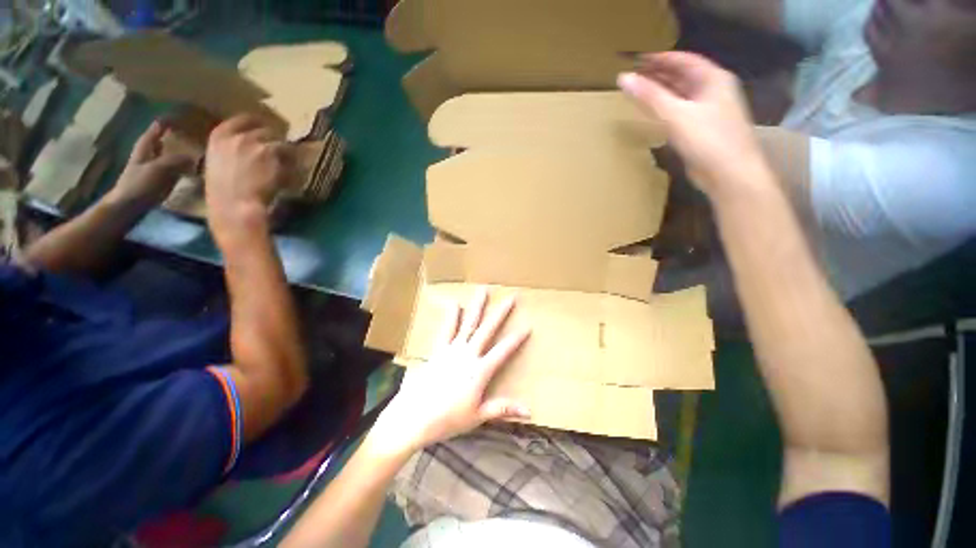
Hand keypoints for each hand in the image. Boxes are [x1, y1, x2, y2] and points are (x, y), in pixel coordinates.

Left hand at [105, 121, 193, 210]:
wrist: (127, 207)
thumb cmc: (140, 185)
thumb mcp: (159, 169)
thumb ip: (177, 160)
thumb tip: (195, 157)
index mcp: (145, 148)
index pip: (155, 131)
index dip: (164, 124)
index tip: (176, 117)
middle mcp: (147, 156)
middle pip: (160, 143)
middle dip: (172, 138)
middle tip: (188, 134)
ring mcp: (151, 170)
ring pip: (167, 157)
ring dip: (178, 154)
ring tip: (193, 153)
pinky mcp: (156, 183)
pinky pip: (172, 171)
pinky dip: (180, 169)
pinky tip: (189, 172)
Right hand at [204, 114, 292, 233]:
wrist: (236, 206)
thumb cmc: (224, 194)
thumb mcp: (219, 164)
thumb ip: (232, 151)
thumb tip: (250, 148)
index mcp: (219, 136)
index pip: (244, 119)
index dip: (259, 124)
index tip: (268, 131)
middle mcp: (238, 135)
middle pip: (266, 130)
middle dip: (276, 140)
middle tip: (283, 153)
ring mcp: (257, 143)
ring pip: (281, 142)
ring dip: (287, 153)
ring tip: (290, 165)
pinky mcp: (274, 153)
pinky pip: (291, 155)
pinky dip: (295, 164)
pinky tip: (294, 174)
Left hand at [371, 288, 531, 455]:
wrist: (414, 418)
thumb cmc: (448, 419)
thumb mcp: (478, 415)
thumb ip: (502, 408)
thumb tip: (529, 411)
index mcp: (479, 370)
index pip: (503, 351)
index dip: (516, 339)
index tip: (527, 326)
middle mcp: (468, 354)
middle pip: (487, 329)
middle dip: (500, 313)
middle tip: (511, 298)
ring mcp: (452, 349)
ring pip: (468, 323)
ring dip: (477, 306)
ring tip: (483, 290)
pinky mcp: (439, 350)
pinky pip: (447, 329)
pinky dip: (452, 316)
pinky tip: (454, 304)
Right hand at [618, 52, 766, 197]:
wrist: (730, 173)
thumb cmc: (708, 139)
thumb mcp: (676, 114)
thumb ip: (650, 96)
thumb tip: (624, 78)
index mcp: (713, 79)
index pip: (683, 60)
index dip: (659, 58)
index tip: (636, 60)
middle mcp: (713, 91)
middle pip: (682, 76)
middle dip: (659, 74)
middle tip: (634, 76)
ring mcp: (709, 111)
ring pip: (681, 95)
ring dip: (661, 92)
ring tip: (639, 91)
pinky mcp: (702, 129)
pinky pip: (681, 112)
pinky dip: (666, 109)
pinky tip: (653, 113)